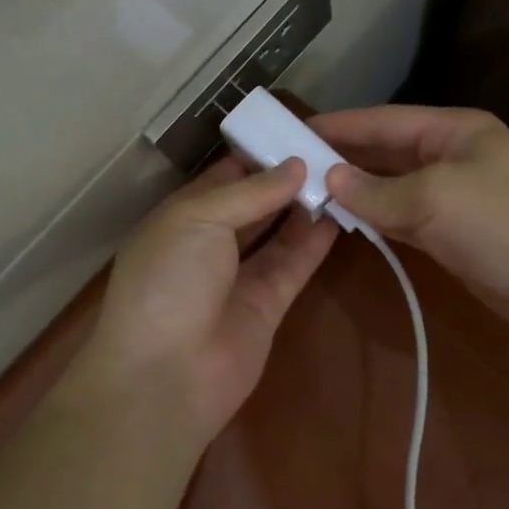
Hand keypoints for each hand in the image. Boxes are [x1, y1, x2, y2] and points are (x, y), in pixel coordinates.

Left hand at [77, 156, 337, 446]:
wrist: (166, 375)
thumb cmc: (169, 281)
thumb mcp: (198, 219)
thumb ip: (250, 192)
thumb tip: (295, 165)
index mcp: (183, 216)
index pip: (225, 176)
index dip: (258, 154)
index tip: (297, 133)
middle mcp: (210, 242)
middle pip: (254, 203)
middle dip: (285, 179)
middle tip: (330, 152)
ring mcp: (238, 275)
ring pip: (277, 232)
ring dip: (304, 207)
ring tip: (341, 176)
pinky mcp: (267, 305)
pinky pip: (293, 264)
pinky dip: (314, 241)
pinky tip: (339, 214)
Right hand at [314, 105, 508, 351]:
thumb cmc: (504, 225)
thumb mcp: (434, 199)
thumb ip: (376, 191)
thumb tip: (329, 179)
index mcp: (453, 130)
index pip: (384, 121)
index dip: (340, 125)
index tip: (295, 130)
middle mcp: (451, 155)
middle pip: (386, 152)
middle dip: (343, 158)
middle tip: (292, 164)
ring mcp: (454, 195)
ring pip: (392, 186)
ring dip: (356, 190)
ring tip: (307, 192)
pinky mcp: (454, 232)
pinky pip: (404, 216)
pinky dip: (376, 217)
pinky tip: (345, 219)